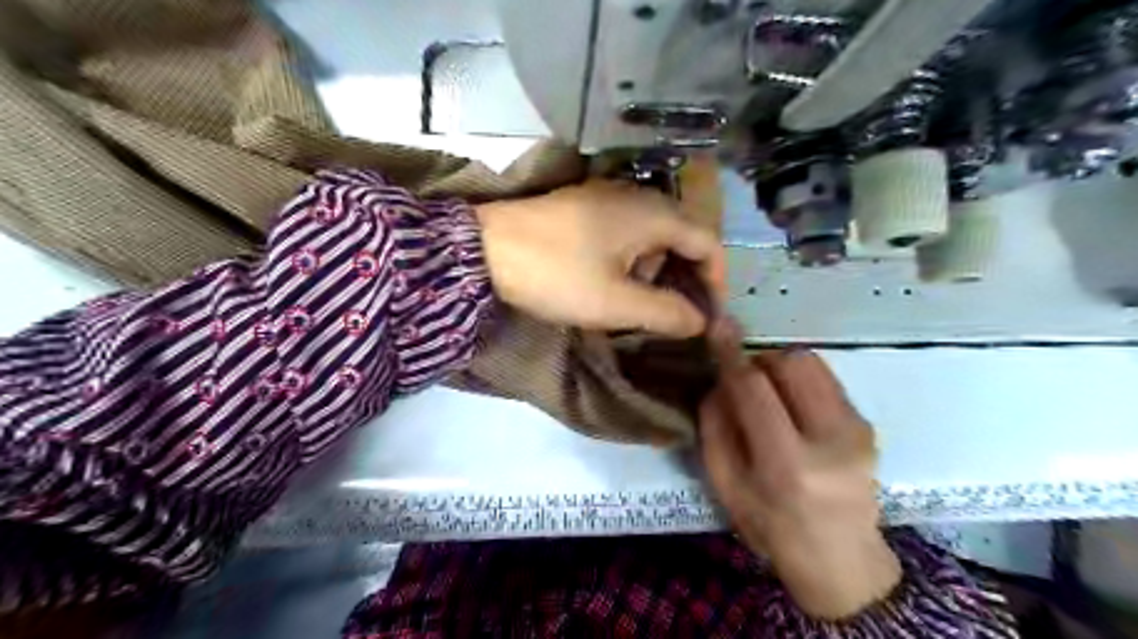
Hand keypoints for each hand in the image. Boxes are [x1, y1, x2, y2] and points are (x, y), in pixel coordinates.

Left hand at [475, 180, 722, 339]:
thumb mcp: (615, 303)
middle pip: (682, 236)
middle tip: (676, 315)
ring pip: (653, 235)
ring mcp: (607, 197)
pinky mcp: (584, 206)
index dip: (716, 280)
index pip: (708, 242)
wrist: (483, 248)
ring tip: (639, 304)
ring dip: (657, 271)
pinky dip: (632, 259)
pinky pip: (626, 231)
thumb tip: (700, 321)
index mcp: (652, 214)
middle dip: (685, 278)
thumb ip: (666, 312)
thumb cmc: (556, 274)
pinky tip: (612, 282)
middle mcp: (637, 197)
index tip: (707, 315)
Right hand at [705, 321, 897, 621]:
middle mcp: (831, 439)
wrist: (842, 560)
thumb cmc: (772, 528)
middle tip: (744, 383)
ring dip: (780, 367)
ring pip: (811, 363)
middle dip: (759, 361)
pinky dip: (799, 381)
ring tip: (769, 395)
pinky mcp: (867, 423)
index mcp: (787, 465)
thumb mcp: (726, 487)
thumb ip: (715, 429)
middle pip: (790, 364)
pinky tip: (793, 408)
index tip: (718, 326)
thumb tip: (718, 380)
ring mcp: (857, 429)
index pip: (754, 390)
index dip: (732, 355)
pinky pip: (825, 379)